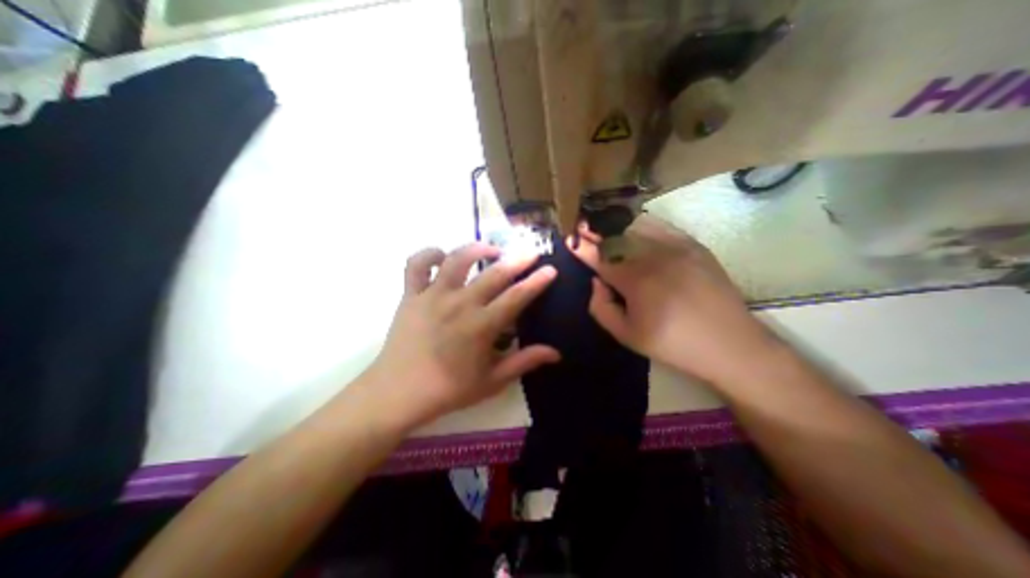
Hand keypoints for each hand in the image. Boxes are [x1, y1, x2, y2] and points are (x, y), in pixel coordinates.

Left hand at [363, 243, 558, 428]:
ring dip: (478, 249)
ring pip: (457, 259)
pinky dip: (430, 254)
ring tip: (491, 250)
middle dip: (517, 259)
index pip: (517, 297)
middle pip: (494, 273)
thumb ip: (524, 362)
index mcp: (481, 326)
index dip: (537, 282)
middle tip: (531, 251)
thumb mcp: (492, 381)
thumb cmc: (448, 390)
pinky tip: (443, 256)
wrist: (397, 394)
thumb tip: (556, 353)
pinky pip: (417, 264)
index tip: (550, 269)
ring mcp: (433, 295)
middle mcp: (459, 304)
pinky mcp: (410, 295)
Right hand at [571, 215, 771, 384]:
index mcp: (635, 281)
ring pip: (637, 226)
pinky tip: (635, 229)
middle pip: (615, 237)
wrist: (730, 344)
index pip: (599, 257)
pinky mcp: (694, 246)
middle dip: (594, 231)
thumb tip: (596, 281)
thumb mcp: (626, 335)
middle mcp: (653, 257)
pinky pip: (661, 226)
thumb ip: (601, 307)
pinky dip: (642, 225)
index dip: (581, 247)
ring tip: (605, 227)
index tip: (568, 238)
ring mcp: (677, 247)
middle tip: (582, 228)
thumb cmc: (672, 344)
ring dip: (616, 226)